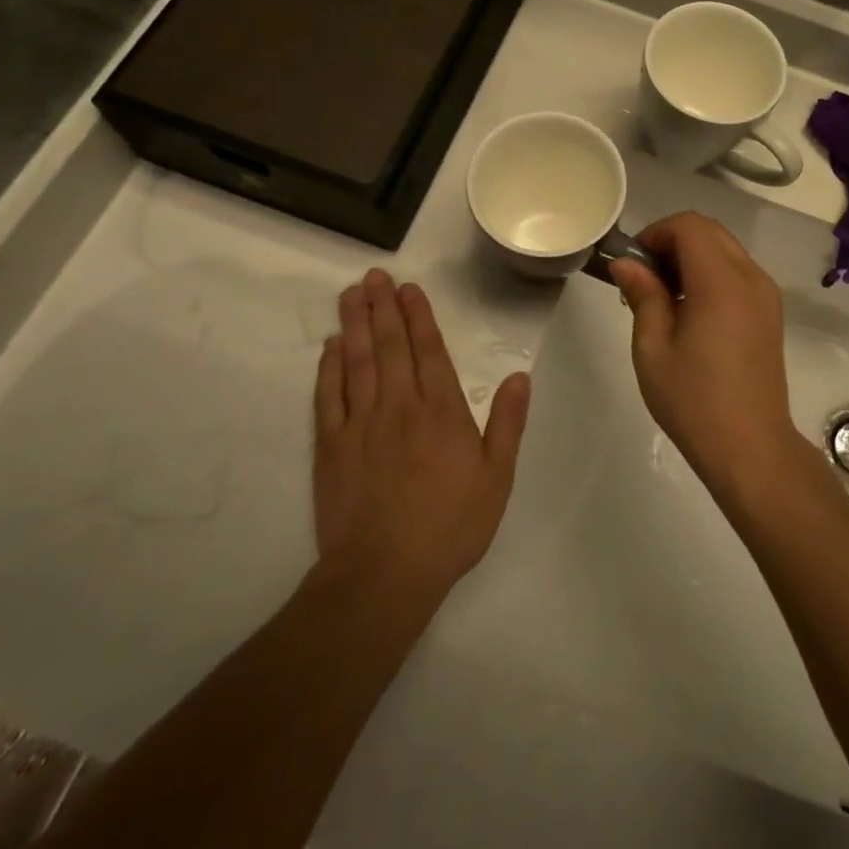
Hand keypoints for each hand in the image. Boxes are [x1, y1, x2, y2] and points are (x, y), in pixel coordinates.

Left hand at [312, 269, 529, 602]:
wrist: (384, 573)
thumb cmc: (450, 525)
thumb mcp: (497, 477)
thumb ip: (508, 422)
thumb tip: (519, 375)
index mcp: (441, 410)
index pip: (429, 350)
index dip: (418, 316)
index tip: (409, 288)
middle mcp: (399, 405)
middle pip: (389, 345)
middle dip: (383, 307)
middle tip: (374, 276)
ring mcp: (360, 423)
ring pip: (356, 361)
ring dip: (354, 324)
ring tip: (351, 294)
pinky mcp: (331, 446)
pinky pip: (328, 396)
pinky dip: (328, 367)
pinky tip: (330, 347)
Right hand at [607, 214, 806, 492]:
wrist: (750, 447)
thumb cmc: (694, 400)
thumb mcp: (653, 348)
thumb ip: (643, 295)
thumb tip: (626, 263)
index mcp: (721, 282)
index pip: (689, 226)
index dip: (657, 233)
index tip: (634, 263)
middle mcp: (750, 277)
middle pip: (710, 231)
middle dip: (673, 241)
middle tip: (645, 278)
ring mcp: (766, 295)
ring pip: (726, 249)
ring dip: (693, 257)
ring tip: (665, 297)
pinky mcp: (770, 313)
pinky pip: (738, 272)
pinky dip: (711, 274)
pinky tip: (692, 311)